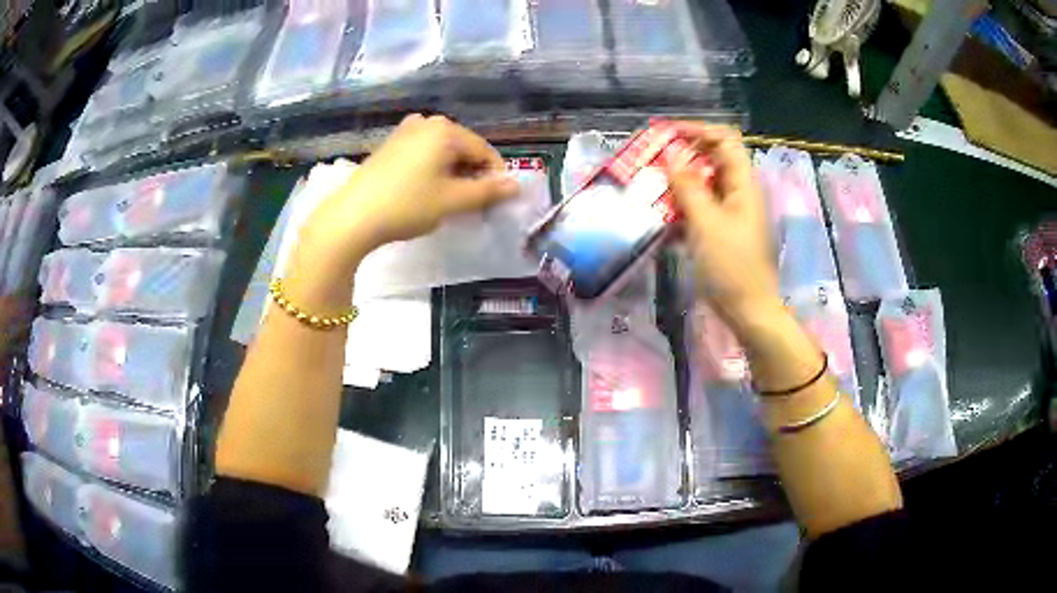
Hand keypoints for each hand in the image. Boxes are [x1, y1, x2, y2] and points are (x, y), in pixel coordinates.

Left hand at [303, 114, 519, 267]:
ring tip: (447, 200)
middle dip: (472, 174)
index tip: (494, 202)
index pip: (484, 151)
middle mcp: (427, 122)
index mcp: (446, 129)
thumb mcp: (452, 201)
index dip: (495, 177)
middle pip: (463, 148)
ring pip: (443, 152)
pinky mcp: (390, 145)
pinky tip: (424, 191)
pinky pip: (423, 153)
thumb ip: (488, 192)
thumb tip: (516, 186)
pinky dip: (432, 170)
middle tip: (470, 204)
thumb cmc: (407, 205)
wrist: (352, 216)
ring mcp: (405, 131)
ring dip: (452, 173)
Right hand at [664, 123, 778, 324]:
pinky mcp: (723, 232)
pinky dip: (683, 206)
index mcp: (743, 184)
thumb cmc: (731, 266)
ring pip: (704, 185)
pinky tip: (662, 215)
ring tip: (649, 187)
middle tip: (651, 161)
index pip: (724, 139)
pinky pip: (702, 208)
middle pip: (712, 159)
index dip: (696, 130)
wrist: (749, 311)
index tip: (665, 135)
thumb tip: (672, 151)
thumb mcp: (706, 223)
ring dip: (678, 182)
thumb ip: (688, 185)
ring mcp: (732, 213)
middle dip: (681, 156)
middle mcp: (739, 192)